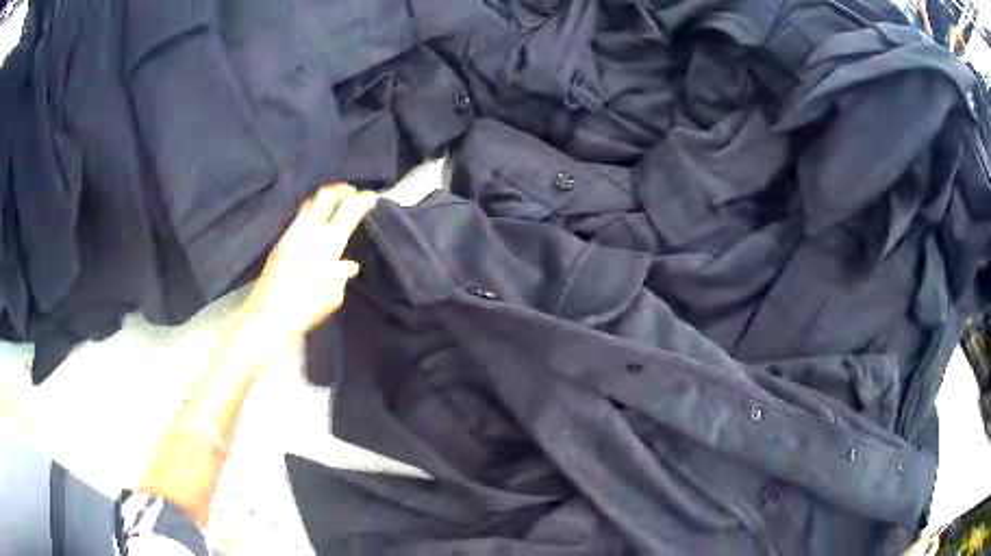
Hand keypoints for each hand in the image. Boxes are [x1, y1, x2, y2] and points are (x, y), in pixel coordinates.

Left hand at [238, 184, 376, 342]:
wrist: (266, 316)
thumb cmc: (304, 310)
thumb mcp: (331, 298)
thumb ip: (341, 276)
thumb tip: (349, 265)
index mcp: (326, 244)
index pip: (348, 210)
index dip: (362, 200)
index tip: (372, 198)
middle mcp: (308, 231)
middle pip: (326, 195)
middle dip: (342, 190)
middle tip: (354, 193)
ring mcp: (291, 233)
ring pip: (310, 202)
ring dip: (325, 199)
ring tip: (335, 206)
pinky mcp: (280, 240)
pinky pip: (300, 216)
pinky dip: (312, 211)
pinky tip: (316, 224)